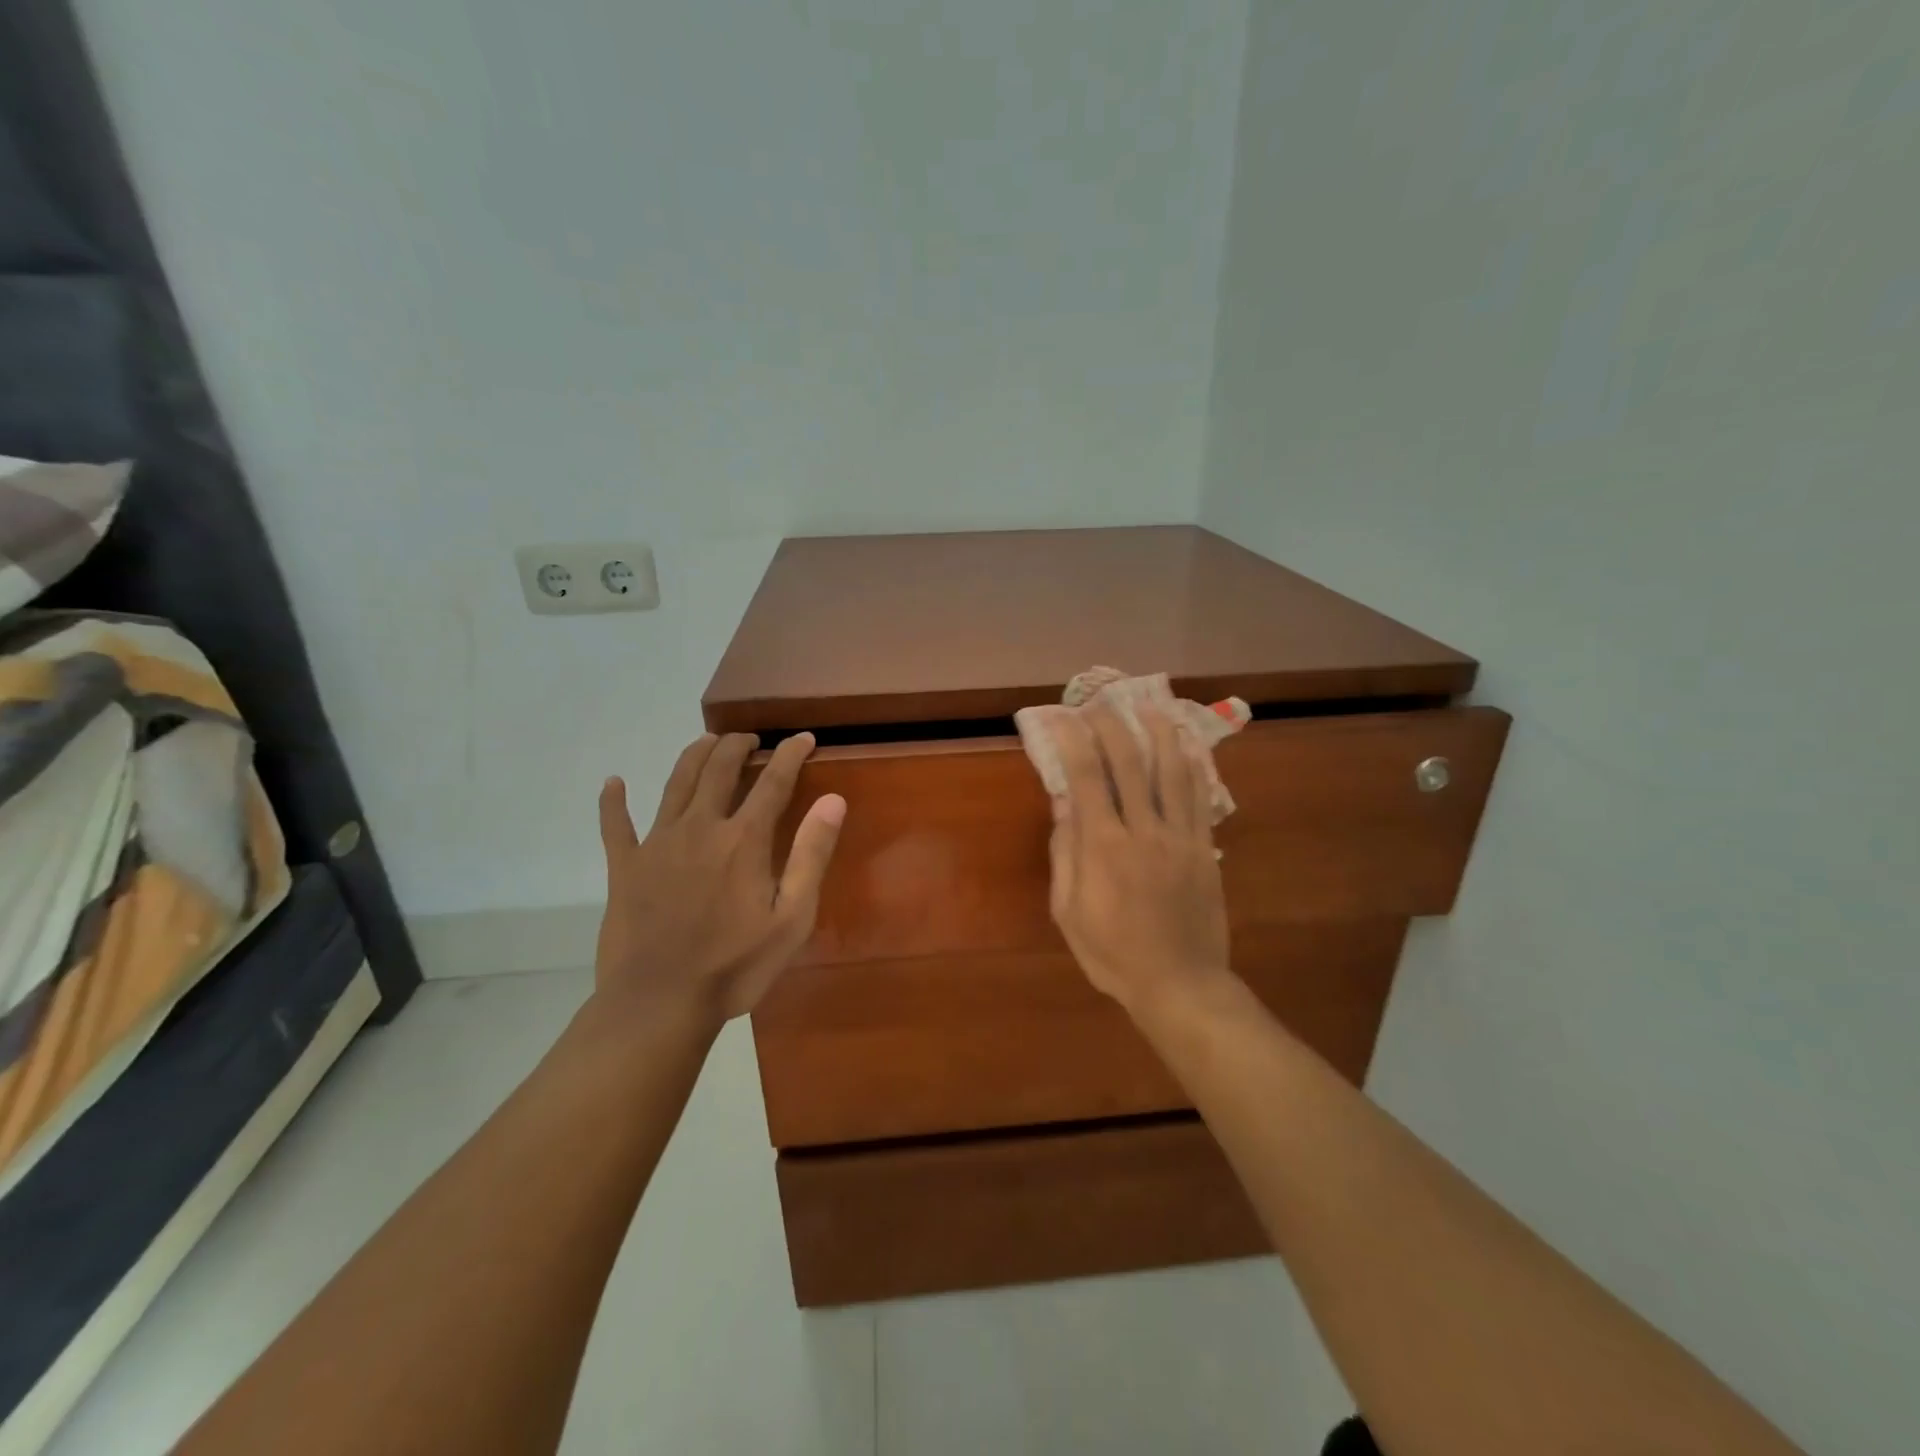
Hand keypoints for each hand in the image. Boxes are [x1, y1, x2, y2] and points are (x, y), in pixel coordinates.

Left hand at [593, 731, 845, 1024]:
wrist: (659, 1003)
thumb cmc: (735, 965)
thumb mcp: (792, 918)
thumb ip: (811, 855)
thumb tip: (833, 800)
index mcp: (743, 839)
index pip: (772, 781)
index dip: (790, 754)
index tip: (804, 737)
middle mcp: (700, 827)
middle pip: (719, 769)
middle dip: (737, 745)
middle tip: (750, 737)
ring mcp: (657, 844)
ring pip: (675, 783)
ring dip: (694, 756)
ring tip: (707, 742)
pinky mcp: (624, 867)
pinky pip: (615, 825)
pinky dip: (613, 802)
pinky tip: (613, 783)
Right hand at [1047, 700, 1232, 1014]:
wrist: (1180, 984)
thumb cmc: (1112, 953)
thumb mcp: (1068, 911)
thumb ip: (1065, 854)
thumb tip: (1063, 803)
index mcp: (1103, 847)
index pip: (1086, 776)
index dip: (1073, 739)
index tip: (1062, 716)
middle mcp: (1142, 830)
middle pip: (1129, 762)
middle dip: (1113, 725)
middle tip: (1101, 701)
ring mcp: (1179, 837)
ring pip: (1171, 771)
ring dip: (1159, 732)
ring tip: (1150, 706)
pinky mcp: (1204, 848)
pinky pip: (1200, 797)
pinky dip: (1192, 766)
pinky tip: (1186, 745)